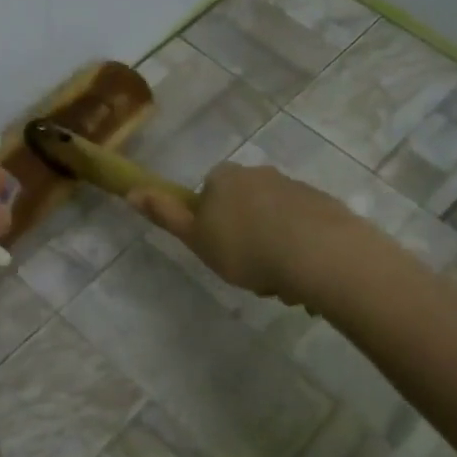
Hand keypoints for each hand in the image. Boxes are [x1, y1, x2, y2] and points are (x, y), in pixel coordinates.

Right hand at [129, 162, 353, 301]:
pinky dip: (299, 250)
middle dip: (245, 237)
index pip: (209, 193)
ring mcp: (295, 188)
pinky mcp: (325, 206)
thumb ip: (165, 214)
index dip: (210, 223)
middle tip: (247, 272)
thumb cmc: (245, 247)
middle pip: (243, 206)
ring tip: (278, 282)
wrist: (319, 254)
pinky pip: (303, 230)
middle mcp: (260, 173)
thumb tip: (131, 192)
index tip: (218, 248)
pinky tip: (302, 276)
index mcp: (226, 177)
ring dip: (272, 248)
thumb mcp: (196, 237)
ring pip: (274, 222)